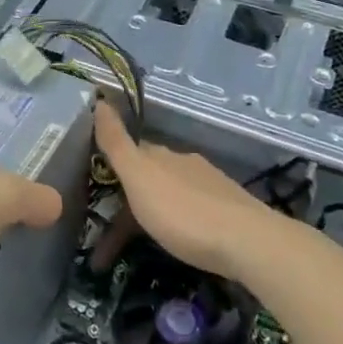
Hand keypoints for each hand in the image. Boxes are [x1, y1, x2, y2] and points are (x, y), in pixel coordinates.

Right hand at [92, 102, 269, 279]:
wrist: (247, 242)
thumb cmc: (183, 212)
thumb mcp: (139, 177)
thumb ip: (116, 143)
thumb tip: (99, 101)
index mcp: (160, 155)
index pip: (130, 151)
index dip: (112, 166)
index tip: (95, 189)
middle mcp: (184, 163)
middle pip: (151, 175)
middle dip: (133, 196)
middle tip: (113, 231)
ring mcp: (210, 186)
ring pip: (172, 193)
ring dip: (155, 212)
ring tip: (142, 242)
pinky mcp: (229, 212)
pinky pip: (193, 211)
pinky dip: (179, 223)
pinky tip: (179, 240)